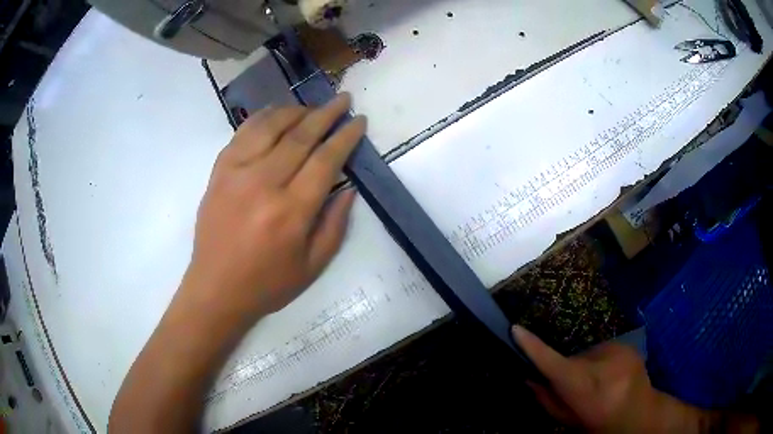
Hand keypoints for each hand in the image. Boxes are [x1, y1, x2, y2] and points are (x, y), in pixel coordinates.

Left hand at [183, 93, 365, 321]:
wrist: (215, 288)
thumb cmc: (267, 284)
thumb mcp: (313, 266)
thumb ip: (335, 225)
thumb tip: (348, 188)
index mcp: (291, 211)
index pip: (326, 160)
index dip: (346, 136)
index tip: (358, 121)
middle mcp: (264, 183)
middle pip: (301, 135)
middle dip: (326, 113)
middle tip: (342, 99)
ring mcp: (236, 173)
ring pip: (271, 126)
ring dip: (296, 111)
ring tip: (312, 108)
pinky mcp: (219, 171)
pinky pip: (243, 133)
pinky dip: (263, 117)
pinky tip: (276, 113)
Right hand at [513, 326, 670, 432]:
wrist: (641, 416)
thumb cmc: (600, 425)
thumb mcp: (569, 421)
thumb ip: (547, 400)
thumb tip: (528, 376)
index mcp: (587, 392)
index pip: (556, 367)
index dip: (535, 349)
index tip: (516, 330)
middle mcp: (605, 368)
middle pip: (572, 359)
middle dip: (568, 371)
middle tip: (577, 388)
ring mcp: (620, 353)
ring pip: (587, 353)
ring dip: (586, 365)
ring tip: (599, 383)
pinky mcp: (628, 345)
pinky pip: (602, 349)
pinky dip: (600, 360)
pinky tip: (611, 375)